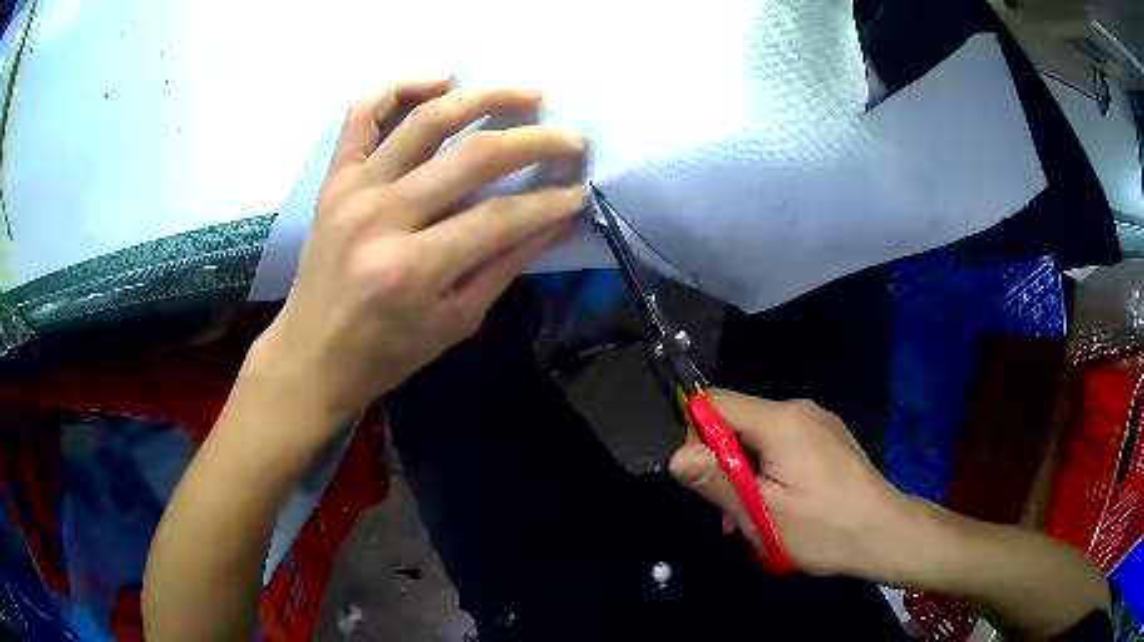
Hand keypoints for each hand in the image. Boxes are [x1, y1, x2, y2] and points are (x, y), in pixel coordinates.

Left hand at [252, 78, 586, 440]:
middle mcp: (382, 217)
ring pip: (425, 121)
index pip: (500, 218)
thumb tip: (558, 221)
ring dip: (483, 97)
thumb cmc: (386, 351)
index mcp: (414, 268)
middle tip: (571, 139)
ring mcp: (354, 190)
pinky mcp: (335, 179)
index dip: (548, 203)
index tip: (579, 191)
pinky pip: (362, 116)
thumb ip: (505, 266)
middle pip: (472, 157)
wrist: (313, 353)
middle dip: (534, 142)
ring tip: (527, 92)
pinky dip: (399, 88)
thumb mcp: (455, 322)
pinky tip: (439, 80)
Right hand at [670, 390, 911, 579]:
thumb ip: (717, 481)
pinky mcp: (828, 438)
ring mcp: (818, 422)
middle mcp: (799, 408)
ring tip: (757, 522)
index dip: (696, 437)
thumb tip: (675, 456)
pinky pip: (783, 446)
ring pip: (760, 439)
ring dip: (747, 476)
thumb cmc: (824, 528)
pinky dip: (770, 473)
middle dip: (724, 466)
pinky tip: (782, 508)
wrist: (887, 534)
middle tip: (733, 516)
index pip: (715, 403)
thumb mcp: (764, 513)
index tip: (704, 481)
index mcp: (781, 420)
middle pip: (738, 422)